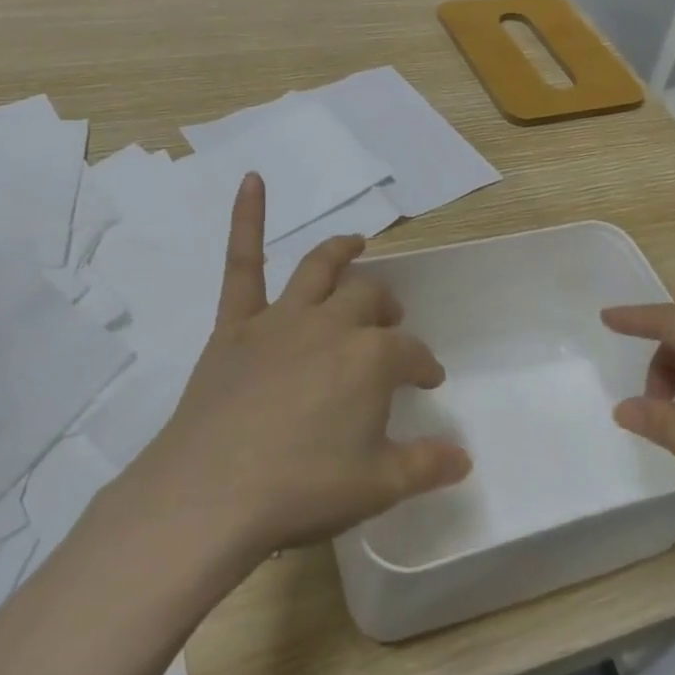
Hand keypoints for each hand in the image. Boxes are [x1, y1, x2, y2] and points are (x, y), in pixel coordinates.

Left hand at [129, 175, 471, 561]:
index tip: (428, 382)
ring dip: (342, 251)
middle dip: (387, 309)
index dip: (423, 365)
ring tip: (357, 243)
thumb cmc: (301, 490)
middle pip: (369, 301)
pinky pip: (242, 263)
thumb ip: (426, 465)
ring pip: (319, 268)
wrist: (210, 494)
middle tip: (392, 325)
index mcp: (371, 359)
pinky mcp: (235, 325)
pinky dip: (247, 219)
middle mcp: (331, 326)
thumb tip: (464, 457)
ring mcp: (281, 320)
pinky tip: (252, 179)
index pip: (410, 352)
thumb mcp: (378, 487)